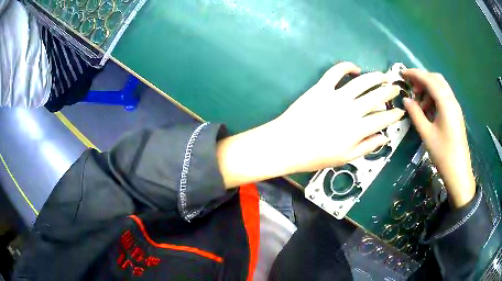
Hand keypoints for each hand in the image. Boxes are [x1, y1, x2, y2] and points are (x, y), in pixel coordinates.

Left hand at [217, 62, 404, 187]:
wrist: (287, 144)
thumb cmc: (316, 156)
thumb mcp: (345, 158)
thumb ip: (367, 147)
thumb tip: (384, 138)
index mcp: (358, 129)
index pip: (383, 119)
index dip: (394, 115)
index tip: (400, 111)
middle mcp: (352, 110)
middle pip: (377, 97)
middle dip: (389, 92)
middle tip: (396, 89)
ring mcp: (336, 96)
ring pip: (362, 81)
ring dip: (375, 77)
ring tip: (383, 76)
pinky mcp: (321, 87)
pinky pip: (336, 71)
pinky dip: (347, 66)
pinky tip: (355, 68)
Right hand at [402, 69, 475, 207]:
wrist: (459, 172)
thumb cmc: (443, 154)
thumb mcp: (427, 134)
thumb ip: (415, 114)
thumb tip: (405, 100)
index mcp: (446, 103)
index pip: (429, 80)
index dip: (415, 74)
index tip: (402, 74)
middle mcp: (452, 100)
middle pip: (436, 79)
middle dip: (422, 80)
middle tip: (412, 91)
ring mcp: (455, 107)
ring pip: (441, 87)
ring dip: (428, 89)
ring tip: (419, 105)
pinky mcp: (456, 114)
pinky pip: (444, 97)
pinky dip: (434, 98)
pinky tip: (429, 111)